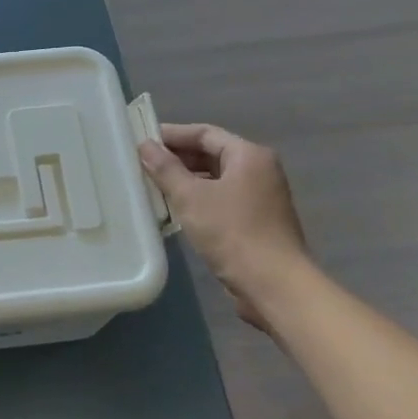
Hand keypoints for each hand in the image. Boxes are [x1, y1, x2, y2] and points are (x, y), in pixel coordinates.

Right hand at [139, 124, 309, 331]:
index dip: (173, 135)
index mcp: (249, 155)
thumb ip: (166, 169)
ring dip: (186, 180)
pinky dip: (199, 199)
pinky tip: (176, 209)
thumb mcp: (190, 197)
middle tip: (144, 163)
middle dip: (178, 158)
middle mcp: (260, 170)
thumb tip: (145, 145)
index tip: (143, 140)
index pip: (205, 133)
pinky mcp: (257, 221)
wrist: (274, 285)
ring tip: (153, 185)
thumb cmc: (232, 232)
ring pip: (216, 178)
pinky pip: (222, 199)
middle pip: (212, 154)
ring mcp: (261, 197)